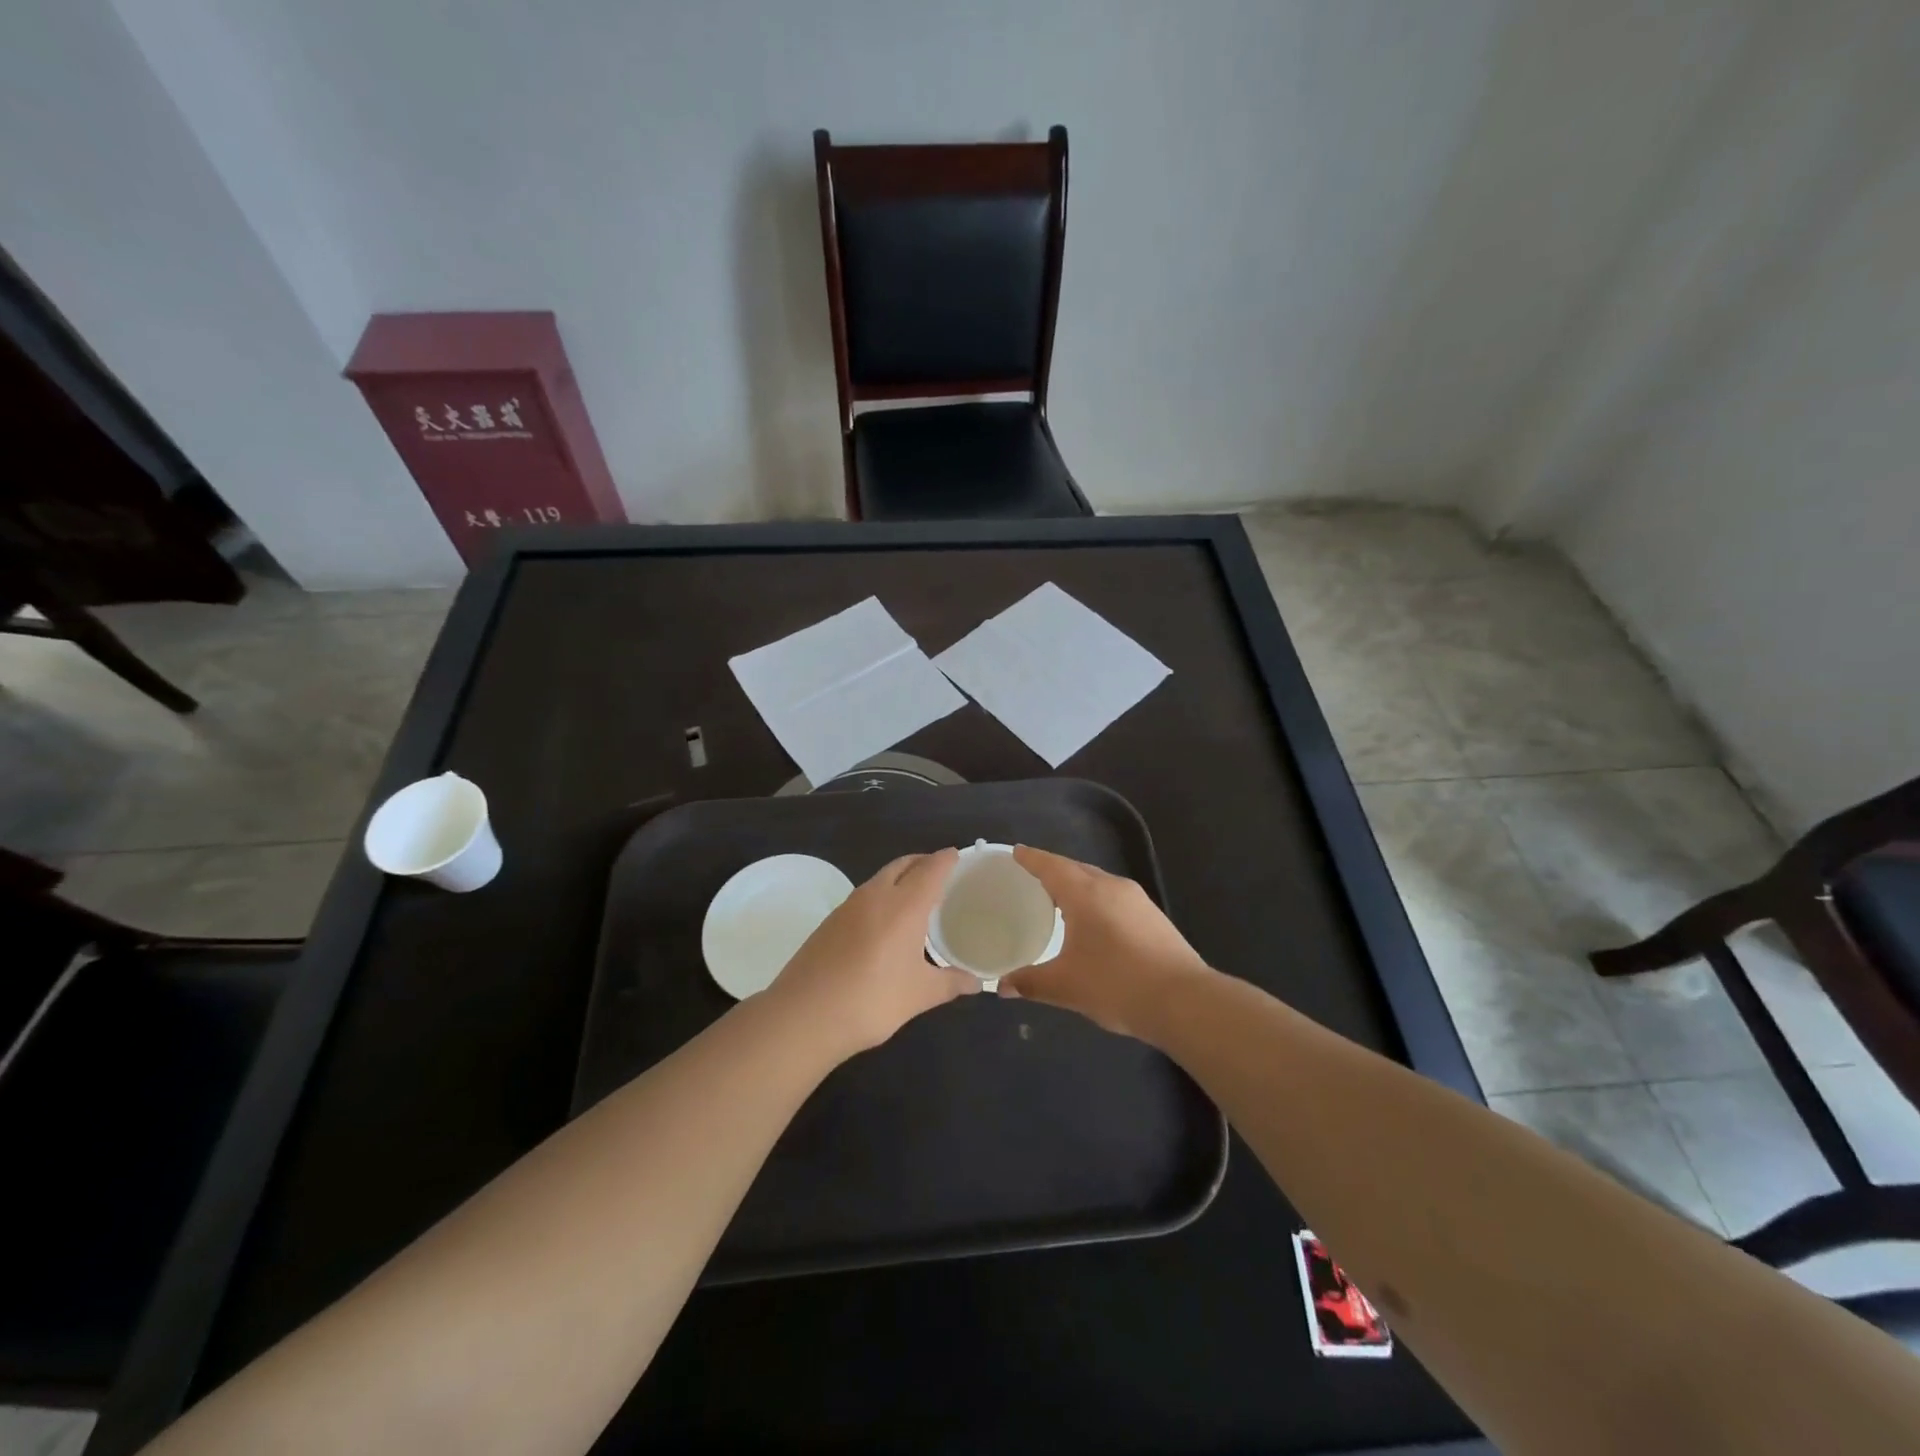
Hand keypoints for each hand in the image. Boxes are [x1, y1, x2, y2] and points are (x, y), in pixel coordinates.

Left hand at [767, 848, 978, 1057]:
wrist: (804, 1015)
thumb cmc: (872, 1000)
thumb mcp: (920, 994)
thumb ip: (951, 983)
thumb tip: (976, 982)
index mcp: (904, 905)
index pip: (931, 868)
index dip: (946, 859)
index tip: (959, 855)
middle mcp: (876, 895)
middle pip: (903, 864)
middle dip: (922, 863)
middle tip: (940, 874)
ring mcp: (848, 906)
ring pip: (880, 878)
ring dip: (900, 878)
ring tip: (915, 898)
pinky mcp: (829, 922)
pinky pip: (863, 897)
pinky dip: (881, 897)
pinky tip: (884, 923)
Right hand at [997, 846, 1214, 1039]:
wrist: (1183, 1001)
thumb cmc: (1116, 985)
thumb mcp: (1066, 986)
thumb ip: (1030, 983)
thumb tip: (1002, 986)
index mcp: (1085, 894)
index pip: (1051, 866)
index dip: (1032, 859)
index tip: (1017, 852)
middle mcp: (1112, 887)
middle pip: (1076, 869)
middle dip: (1054, 870)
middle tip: (1033, 876)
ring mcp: (1138, 900)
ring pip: (1099, 882)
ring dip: (1078, 885)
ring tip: (1060, 899)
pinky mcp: (1154, 917)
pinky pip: (1115, 897)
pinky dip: (1097, 900)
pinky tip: (1094, 922)